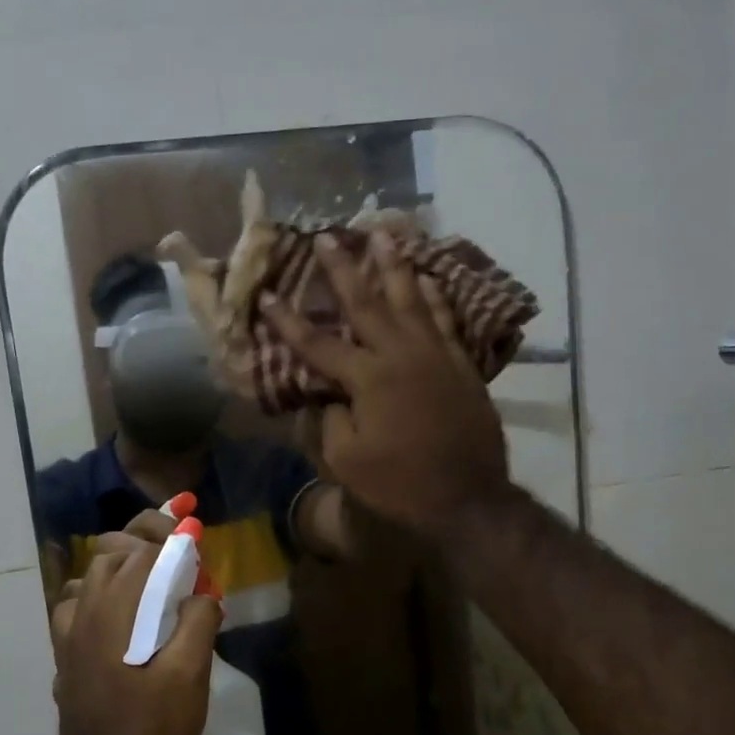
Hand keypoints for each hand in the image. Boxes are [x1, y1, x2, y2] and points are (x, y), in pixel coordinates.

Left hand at [49, 540, 221, 734]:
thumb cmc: (151, 732)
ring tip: (153, 582)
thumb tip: (202, 593)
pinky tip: (122, 617)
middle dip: (145, 544)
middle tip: (180, 556)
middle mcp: (85, 613)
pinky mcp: (66, 658)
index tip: (196, 537)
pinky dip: (100, 596)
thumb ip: (198, 623)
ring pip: (90, 578)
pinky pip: (77, 607)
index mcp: (114, 611)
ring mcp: (68, 636)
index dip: (171, 538)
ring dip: (122, 568)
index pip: (141, 551)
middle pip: (111, 555)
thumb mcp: (189, 677)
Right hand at [258, 231, 509, 537]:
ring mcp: (437, 356)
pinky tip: (429, 279)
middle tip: (328, 236)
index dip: (288, 321)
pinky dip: (435, 297)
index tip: (266, 296)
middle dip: (343, 269)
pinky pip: (446, 321)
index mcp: (368, 378)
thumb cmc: (400, 484)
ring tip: (384, 234)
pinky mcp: (462, 366)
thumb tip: (328, 395)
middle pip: (367, 303)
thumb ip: (331, 420)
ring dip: (395, 266)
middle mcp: (401, 354)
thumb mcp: (347, 461)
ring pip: (412, 300)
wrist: (468, 499)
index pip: (317, 344)